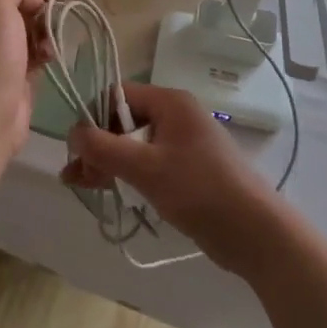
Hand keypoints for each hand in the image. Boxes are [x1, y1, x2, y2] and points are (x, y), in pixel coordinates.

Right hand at [63, 82, 281, 273]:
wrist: (254, 232)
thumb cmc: (199, 189)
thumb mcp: (145, 167)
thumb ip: (103, 147)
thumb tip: (72, 132)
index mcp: (170, 102)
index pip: (119, 95)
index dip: (94, 117)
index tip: (77, 147)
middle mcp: (176, 117)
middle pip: (124, 121)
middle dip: (97, 145)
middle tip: (75, 174)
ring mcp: (182, 145)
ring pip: (133, 145)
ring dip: (106, 162)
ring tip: (77, 184)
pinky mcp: (186, 171)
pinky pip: (147, 164)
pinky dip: (126, 174)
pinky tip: (104, 190)